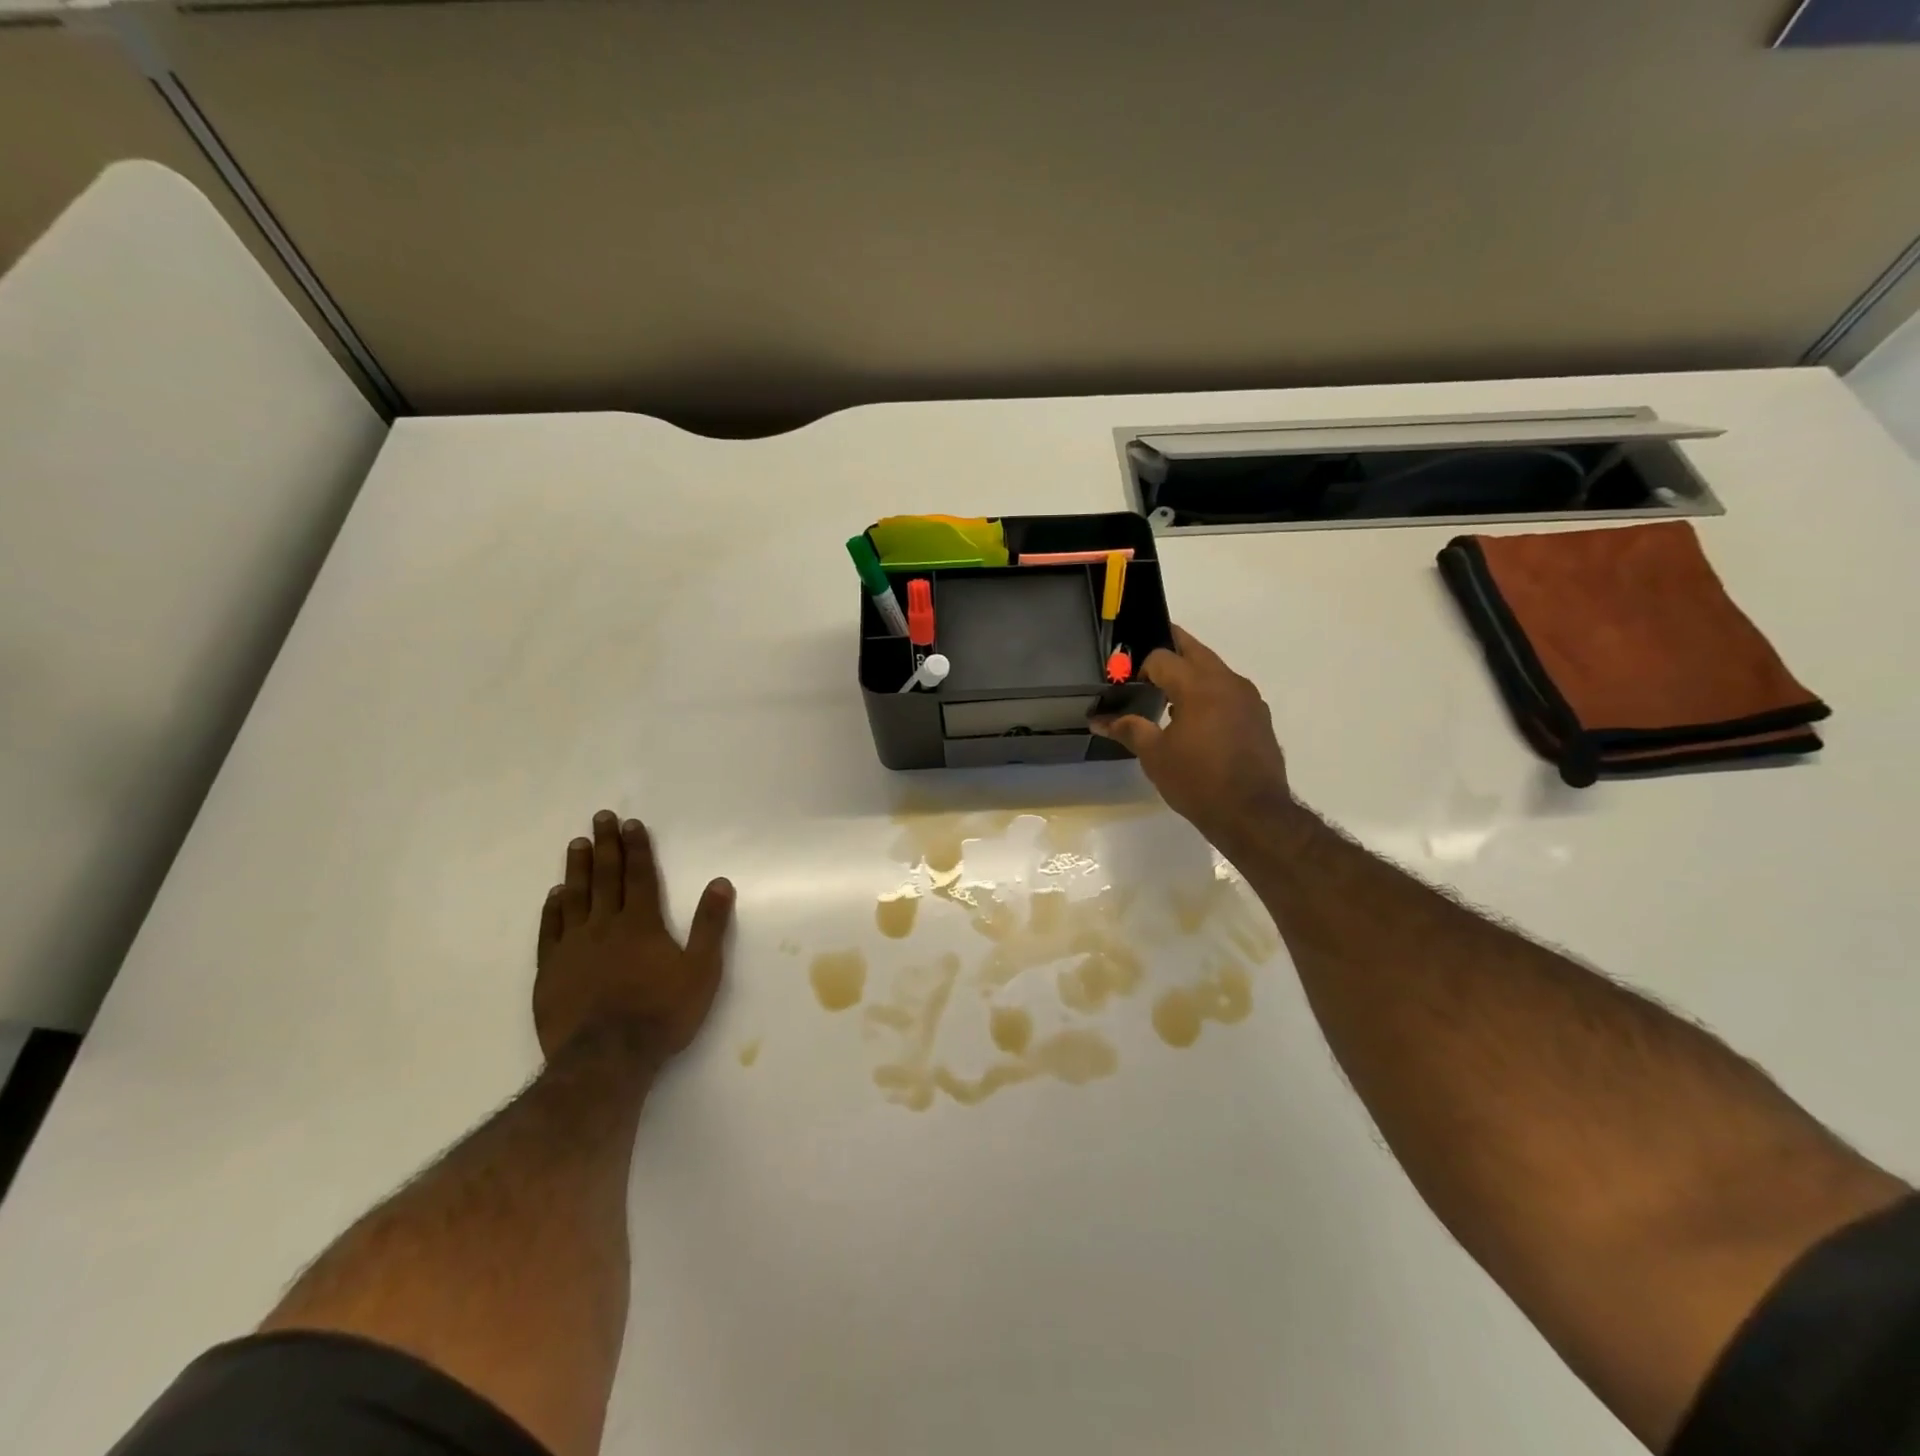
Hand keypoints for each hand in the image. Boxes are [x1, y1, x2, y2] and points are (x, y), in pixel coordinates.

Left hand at [533, 811, 734, 1062]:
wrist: (605, 1059)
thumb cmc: (661, 1014)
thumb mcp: (702, 970)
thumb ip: (710, 925)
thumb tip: (720, 882)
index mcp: (642, 924)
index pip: (641, 876)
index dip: (637, 848)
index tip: (631, 823)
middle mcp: (606, 926)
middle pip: (606, 877)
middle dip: (606, 845)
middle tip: (600, 817)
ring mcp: (574, 947)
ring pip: (575, 897)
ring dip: (577, 868)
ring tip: (577, 844)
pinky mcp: (550, 971)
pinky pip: (550, 931)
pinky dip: (552, 909)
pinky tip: (555, 895)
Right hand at [1091, 625, 1295, 853]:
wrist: (1253, 814)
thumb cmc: (1197, 781)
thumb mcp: (1155, 756)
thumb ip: (1128, 729)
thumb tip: (1099, 720)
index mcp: (1198, 686)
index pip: (1162, 657)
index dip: (1140, 667)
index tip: (1128, 685)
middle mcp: (1227, 681)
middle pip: (1194, 650)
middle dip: (1170, 649)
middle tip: (1147, 664)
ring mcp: (1248, 698)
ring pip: (1215, 669)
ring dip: (1192, 672)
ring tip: (1170, 695)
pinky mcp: (1259, 716)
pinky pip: (1229, 691)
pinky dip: (1210, 693)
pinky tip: (1198, 720)